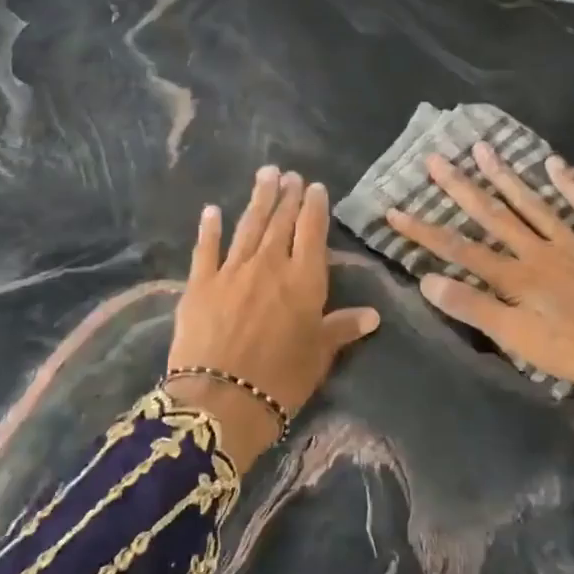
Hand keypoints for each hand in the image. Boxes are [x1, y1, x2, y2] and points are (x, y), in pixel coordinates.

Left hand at [166, 166, 380, 471]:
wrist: (222, 399)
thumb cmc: (281, 380)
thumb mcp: (319, 355)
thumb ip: (342, 328)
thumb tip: (373, 315)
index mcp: (304, 279)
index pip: (312, 232)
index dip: (314, 207)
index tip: (315, 187)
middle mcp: (270, 264)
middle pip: (280, 222)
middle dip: (286, 196)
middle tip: (289, 174)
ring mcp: (233, 270)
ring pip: (248, 226)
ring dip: (258, 199)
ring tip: (265, 175)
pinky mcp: (200, 284)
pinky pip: (206, 249)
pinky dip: (209, 228)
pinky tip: (212, 210)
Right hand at [385, 143, 573, 407]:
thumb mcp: (522, 341)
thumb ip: (476, 308)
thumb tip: (427, 279)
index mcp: (517, 276)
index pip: (459, 249)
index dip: (424, 230)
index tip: (393, 210)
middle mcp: (539, 250)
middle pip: (493, 215)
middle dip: (460, 188)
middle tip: (435, 158)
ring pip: (533, 204)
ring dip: (506, 176)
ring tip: (483, 148)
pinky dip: (573, 186)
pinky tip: (557, 164)